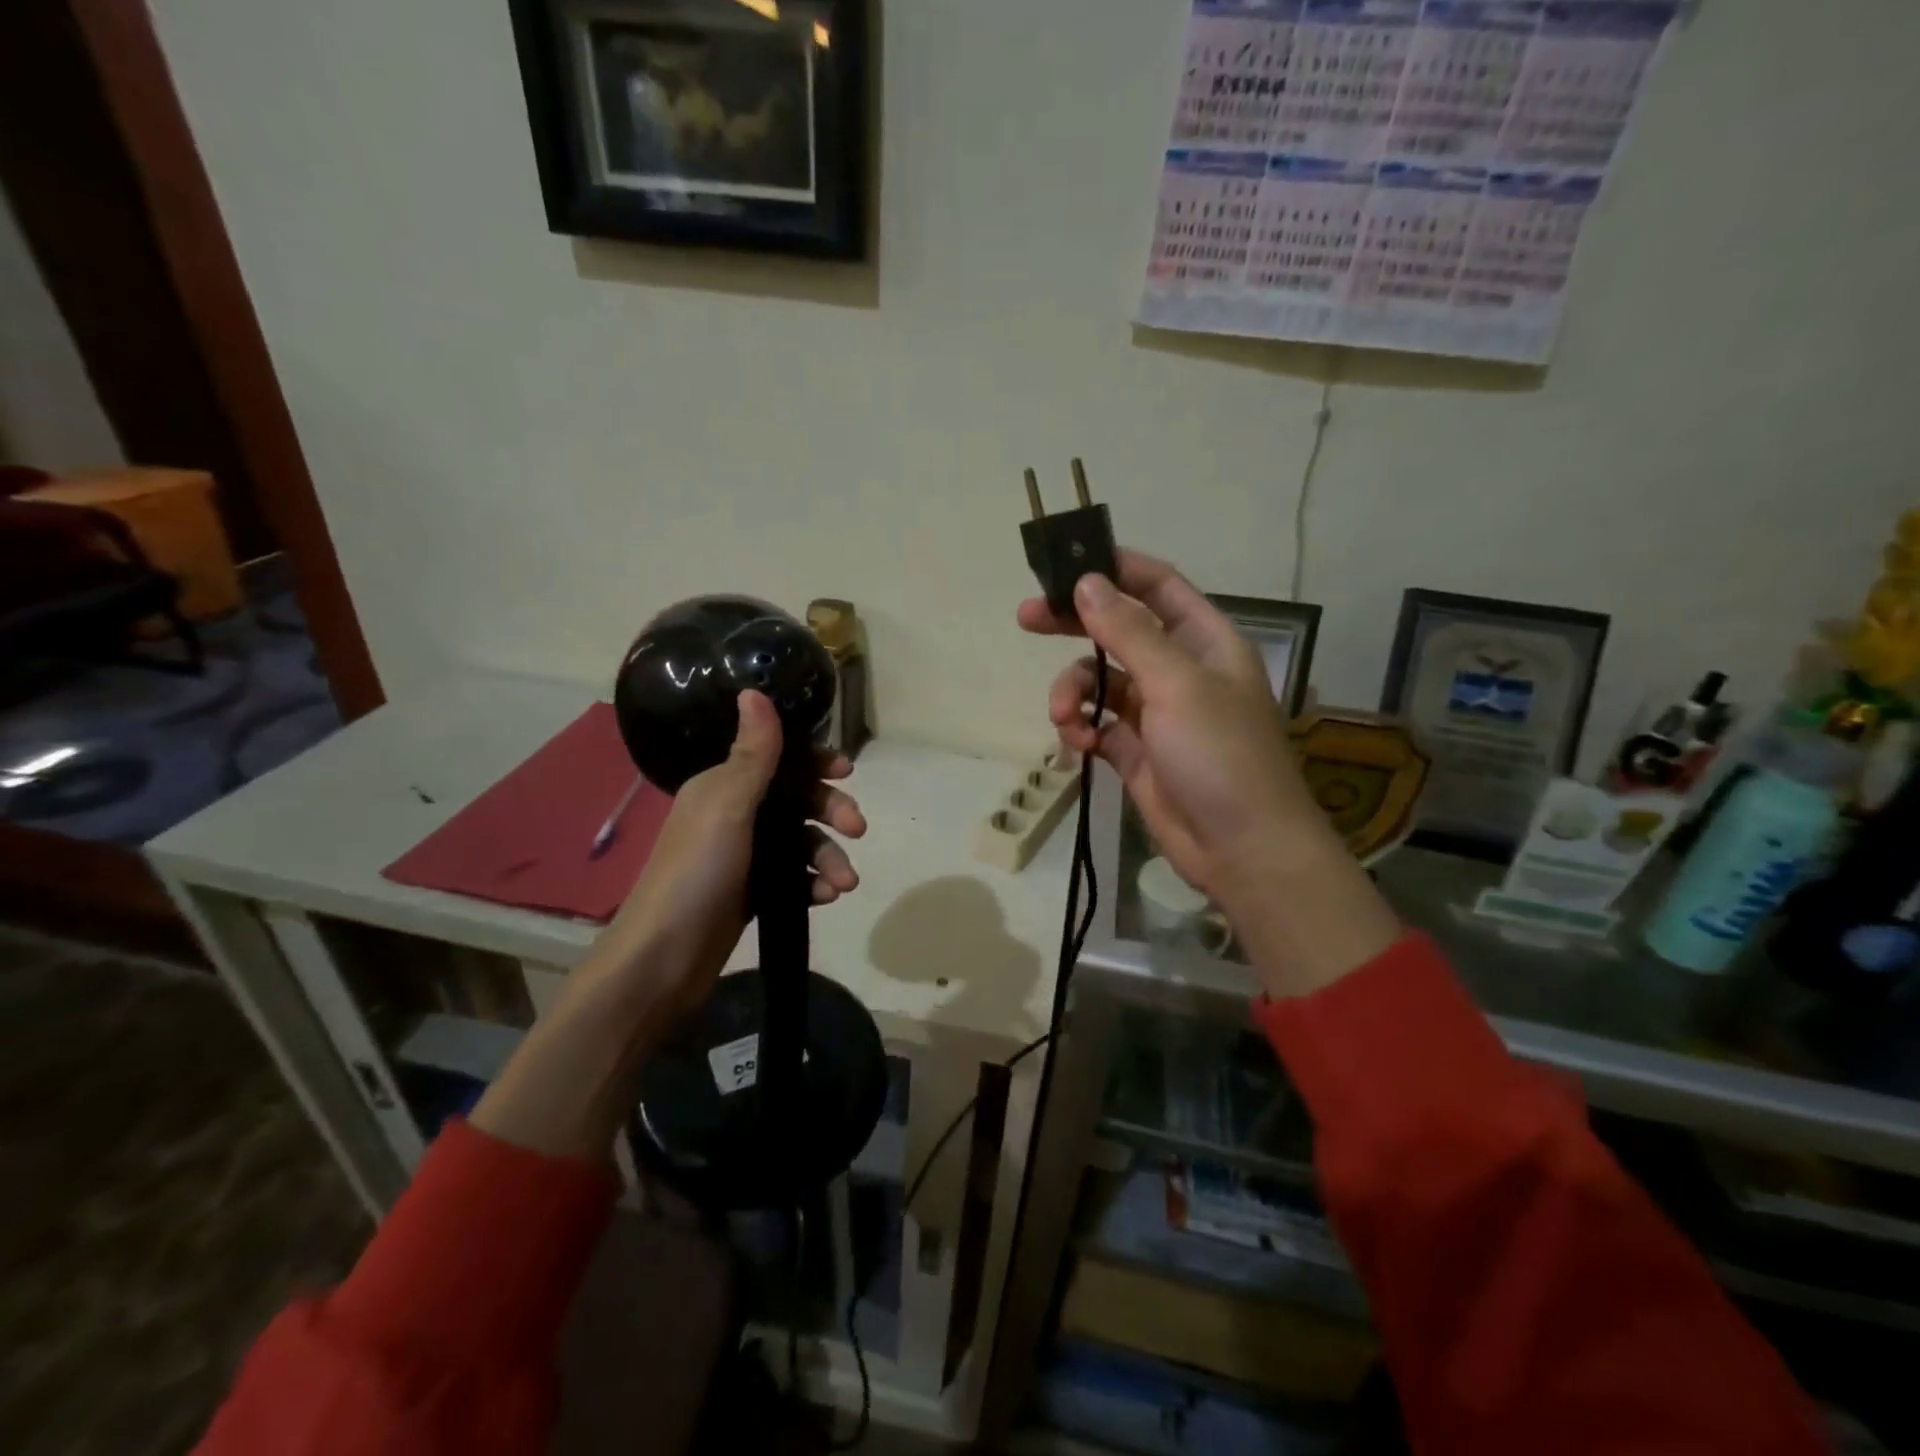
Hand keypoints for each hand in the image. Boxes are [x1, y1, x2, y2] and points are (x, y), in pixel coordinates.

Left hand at [590, 688, 865, 1024]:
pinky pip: (794, 876)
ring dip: (829, 856)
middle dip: (831, 811)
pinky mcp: (753, 892)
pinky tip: (826, 897)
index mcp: (723, 786)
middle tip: (857, 828)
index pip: (778, 758)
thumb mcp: (728, 806)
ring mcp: (744, 856)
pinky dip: (813, 882)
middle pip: (797, 800)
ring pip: (801, 842)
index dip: (814, 762)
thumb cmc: (697, 872)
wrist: (663, 958)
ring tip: (845, 883)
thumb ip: (753, 754)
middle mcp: (734, 815)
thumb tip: (754, 690)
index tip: (847, 771)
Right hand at [1018, 551, 1334, 911]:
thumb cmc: (1220, 755)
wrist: (1242, 849)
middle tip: (1027, 618)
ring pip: (1099, 681)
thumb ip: (1128, 632)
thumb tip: (1086, 583)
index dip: (1116, 569)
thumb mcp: (1177, 684)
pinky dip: (1080, 728)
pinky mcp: (1135, 752)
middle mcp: (1179, 670)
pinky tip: (1075, 744)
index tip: (1066, 565)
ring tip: (1063, 715)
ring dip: (1072, 690)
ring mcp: (1156, 713)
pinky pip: (1096, 724)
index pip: (1158, 587)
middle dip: (1074, 625)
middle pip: (1118, 630)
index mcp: (1204, 641)